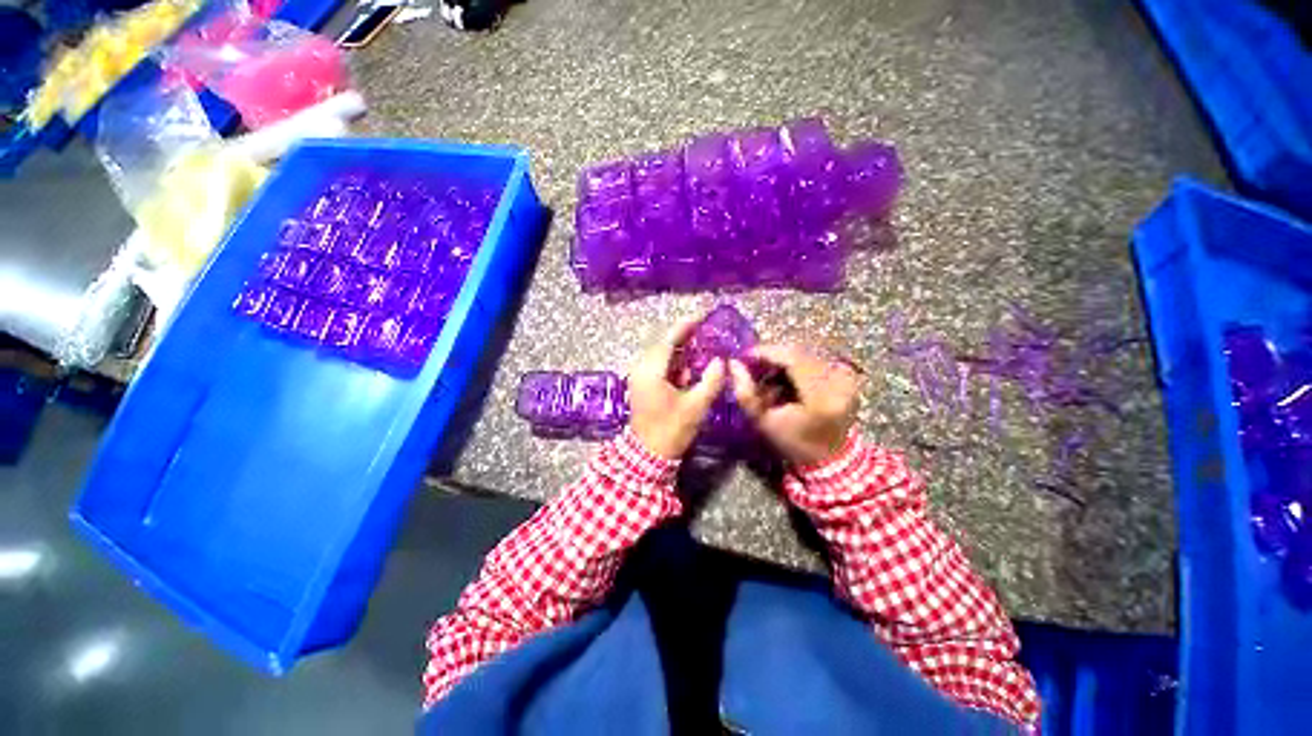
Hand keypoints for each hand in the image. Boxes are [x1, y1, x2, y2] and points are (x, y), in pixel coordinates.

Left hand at [627, 319, 726, 458]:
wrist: (648, 455)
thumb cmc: (671, 430)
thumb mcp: (696, 406)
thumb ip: (711, 381)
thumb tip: (720, 361)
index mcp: (651, 371)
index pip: (668, 341)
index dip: (684, 327)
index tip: (701, 317)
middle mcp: (642, 370)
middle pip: (663, 346)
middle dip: (684, 339)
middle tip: (706, 333)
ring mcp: (640, 378)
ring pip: (662, 357)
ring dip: (680, 353)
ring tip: (702, 349)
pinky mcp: (643, 387)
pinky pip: (660, 368)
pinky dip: (675, 365)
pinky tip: (691, 370)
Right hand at [729, 345, 861, 466]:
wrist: (831, 456)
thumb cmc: (794, 442)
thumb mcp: (764, 422)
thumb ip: (746, 393)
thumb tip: (733, 364)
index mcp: (820, 397)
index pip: (792, 359)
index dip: (767, 352)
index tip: (745, 356)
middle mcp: (838, 381)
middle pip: (799, 353)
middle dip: (773, 356)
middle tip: (754, 365)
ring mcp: (846, 377)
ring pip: (806, 354)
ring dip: (784, 361)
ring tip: (770, 376)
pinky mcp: (848, 376)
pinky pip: (816, 360)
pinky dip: (798, 365)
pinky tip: (787, 379)